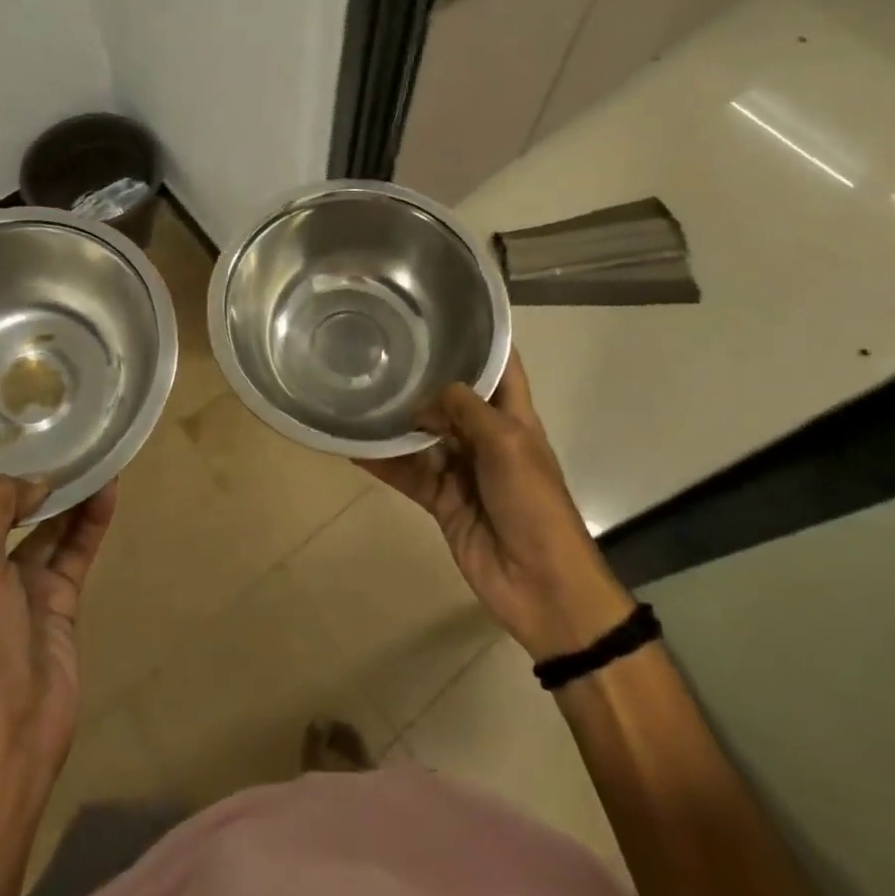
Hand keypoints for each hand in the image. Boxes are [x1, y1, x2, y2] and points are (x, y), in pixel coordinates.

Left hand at [0, 477, 115, 787]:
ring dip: (62, 494)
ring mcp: (16, 587)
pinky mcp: (56, 601)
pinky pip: (74, 549)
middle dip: (9, 478)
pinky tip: (108, 489)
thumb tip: (34, 481)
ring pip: (41, 527)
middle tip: (35, 430)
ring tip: (87, 452)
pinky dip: (90, 520)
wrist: (9, 731)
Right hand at [360, 352, 631, 659]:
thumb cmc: (533, 502)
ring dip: (397, 420)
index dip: (478, 338)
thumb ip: (465, 410)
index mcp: (513, 415)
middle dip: (423, 376)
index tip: (444, 311)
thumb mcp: (507, 442)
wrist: (541, 585)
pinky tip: (353, 446)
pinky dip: (383, 462)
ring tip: (360, 390)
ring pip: (423, 435)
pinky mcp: (441, 499)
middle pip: (451, 398)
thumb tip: (424, 399)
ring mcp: (462, 468)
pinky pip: (408, 473)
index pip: (498, 365)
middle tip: (382, 346)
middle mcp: (485, 435)